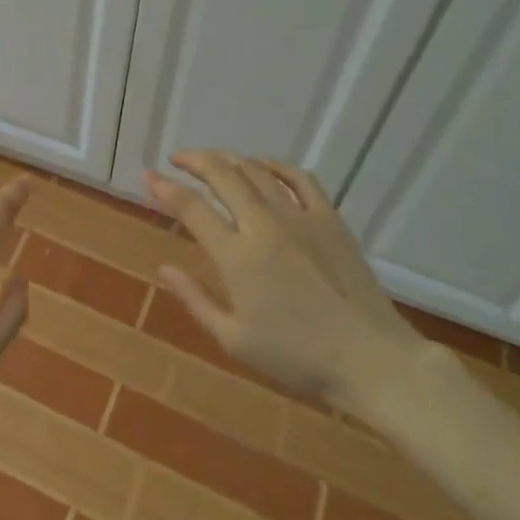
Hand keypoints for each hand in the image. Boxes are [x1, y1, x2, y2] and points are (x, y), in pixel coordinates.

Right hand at [144, 151, 425, 418]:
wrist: (370, 360)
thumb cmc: (297, 359)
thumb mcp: (235, 340)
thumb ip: (195, 300)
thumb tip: (164, 269)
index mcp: (237, 256)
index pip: (191, 207)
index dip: (165, 187)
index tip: (148, 175)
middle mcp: (264, 225)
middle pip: (223, 174)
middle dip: (194, 160)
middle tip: (178, 159)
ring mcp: (300, 217)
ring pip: (256, 170)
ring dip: (229, 158)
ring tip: (213, 160)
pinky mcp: (329, 218)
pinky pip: (299, 178)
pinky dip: (276, 165)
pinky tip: (264, 166)